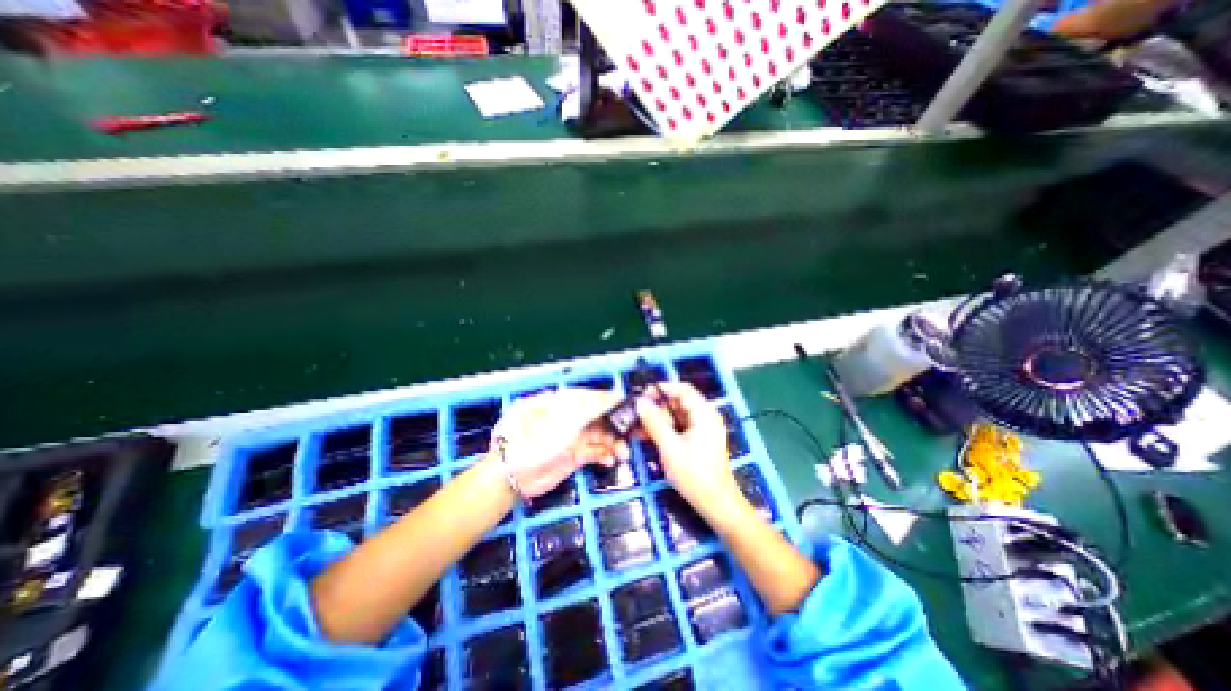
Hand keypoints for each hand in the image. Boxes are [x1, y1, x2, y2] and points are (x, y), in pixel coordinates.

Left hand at [488, 388, 626, 494]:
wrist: (511, 475)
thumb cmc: (537, 439)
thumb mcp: (566, 418)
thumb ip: (592, 406)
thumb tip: (616, 394)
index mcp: (565, 401)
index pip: (595, 396)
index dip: (613, 401)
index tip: (633, 406)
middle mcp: (571, 416)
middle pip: (600, 416)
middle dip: (619, 424)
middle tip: (639, 432)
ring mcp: (572, 436)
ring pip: (601, 435)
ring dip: (615, 442)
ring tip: (624, 452)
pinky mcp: (573, 456)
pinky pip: (595, 451)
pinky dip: (605, 454)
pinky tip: (612, 460)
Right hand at [633, 384, 739, 519]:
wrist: (716, 505)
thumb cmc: (695, 475)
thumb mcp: (670, 447)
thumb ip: (654, 422)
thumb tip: (640, 402)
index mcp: (704, 414)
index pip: (682, 389)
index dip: (662, 389)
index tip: (642, 396)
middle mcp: (705, 417)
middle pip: (678, 402)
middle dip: (657, 408)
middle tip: (637, 417)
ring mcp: (702, 429)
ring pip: (676, 416)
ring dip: (658, 420)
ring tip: (638, 429)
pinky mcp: (697, 441)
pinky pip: (678, 428)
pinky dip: (664, 430)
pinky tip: (648, 437)